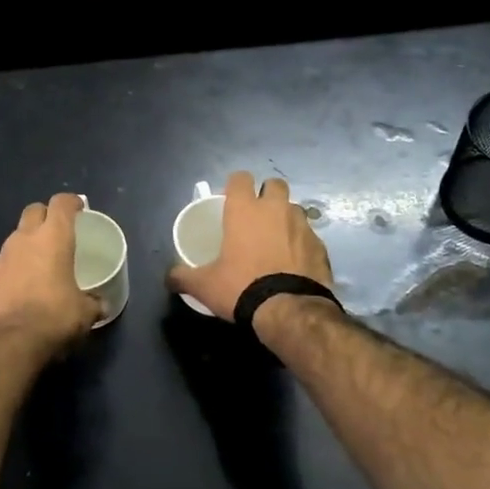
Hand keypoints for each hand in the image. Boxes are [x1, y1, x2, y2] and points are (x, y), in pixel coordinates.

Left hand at [0, 193, 102, 346]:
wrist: (7, 342)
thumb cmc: (53, 317)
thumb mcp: (84, 313)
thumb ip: (93, 302)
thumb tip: (100, 305)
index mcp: (52, 238)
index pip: (61, 203)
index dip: (72, 203)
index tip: (79, 209)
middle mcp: (24, 239)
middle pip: (34, 210)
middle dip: (46, 216)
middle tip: (58, 232)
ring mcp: (1, 258)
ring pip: (16, 238)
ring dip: (28, 244)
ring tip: (41, 263)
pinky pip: (4, 265)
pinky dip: (14, 270)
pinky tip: (22, 289)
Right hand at [165, 171, 333, 321]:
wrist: (290, 311)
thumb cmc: (241, 288)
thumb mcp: (204, 285)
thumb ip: (183, 277)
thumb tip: (168, 278)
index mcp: (245, 210)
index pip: (240, 177)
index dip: (235, 185)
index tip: (230, 200)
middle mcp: (276, 209)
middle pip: (274, 184)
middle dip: (266, 194)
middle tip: (256, 217)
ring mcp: (302, 226)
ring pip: (294, 209)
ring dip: (285, 218)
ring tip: (276, 241)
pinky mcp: (321, 246)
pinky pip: (309, 236)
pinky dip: (301, 244)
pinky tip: (294, 263)